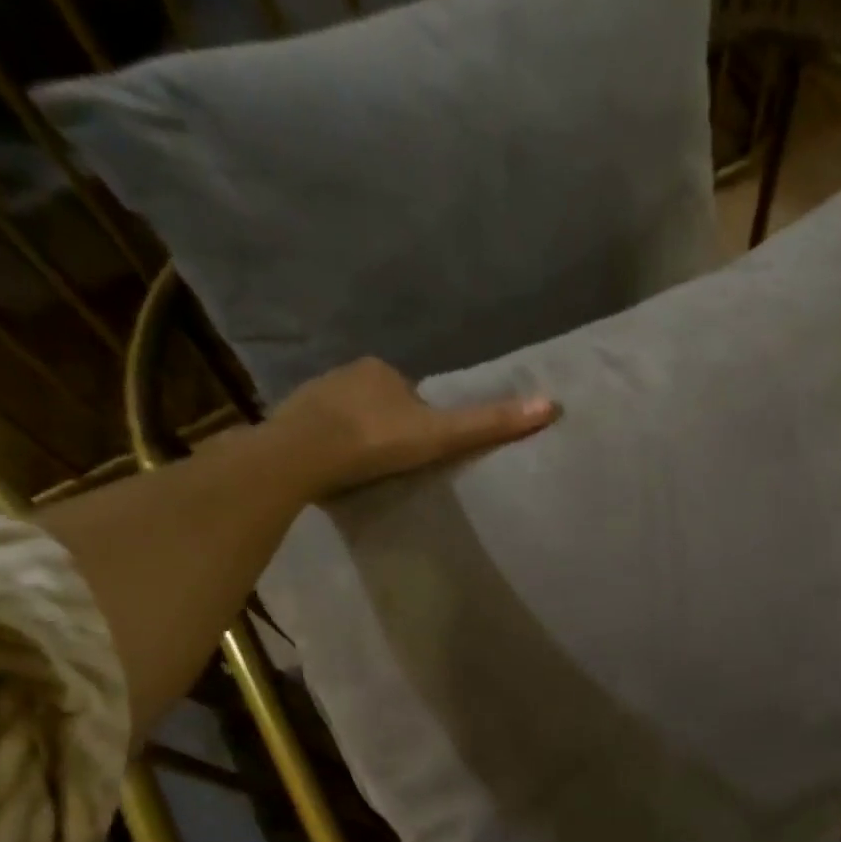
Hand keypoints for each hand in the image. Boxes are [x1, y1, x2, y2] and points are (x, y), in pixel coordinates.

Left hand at [269, 356, 556, 500]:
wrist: (302, 455)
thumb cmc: (375, 441)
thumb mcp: (441, 435)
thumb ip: (490, 424)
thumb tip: (551, 405)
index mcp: (382, 370)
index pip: (413, 395)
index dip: (422, 422)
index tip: (423, 451)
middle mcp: (346, 372)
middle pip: (380, 404)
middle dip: (388, 428)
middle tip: (395, 465)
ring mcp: (313, 394)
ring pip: (348, 416)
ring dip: (358, 437)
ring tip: (365, 471)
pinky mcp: (289, 419)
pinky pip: (319, 431)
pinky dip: (329, 446)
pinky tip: (334, 469)